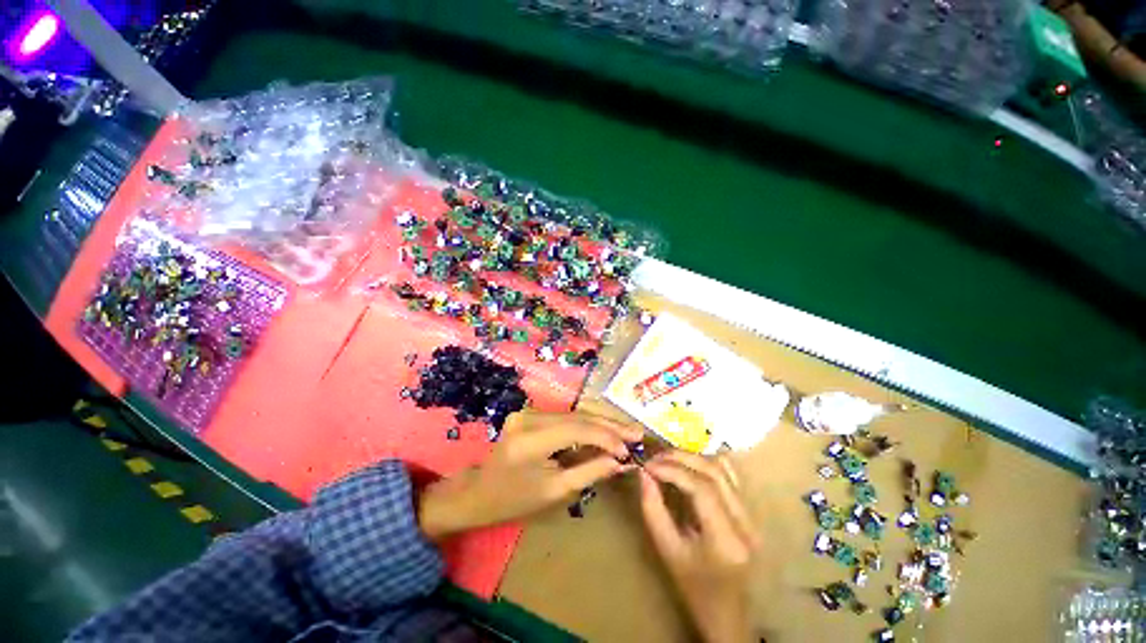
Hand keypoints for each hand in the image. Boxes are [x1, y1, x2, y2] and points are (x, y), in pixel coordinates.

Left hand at [418, 410, 642, 540]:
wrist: (478, 491)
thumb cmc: (514, 499)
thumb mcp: (554, 492)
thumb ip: (589, 472)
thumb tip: (620, 461)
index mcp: (531, 439)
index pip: (578, 429)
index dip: (607, 437)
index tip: (630, 450)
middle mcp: (530, 417)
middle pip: (579, 416)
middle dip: (610, 425)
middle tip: (637, 433)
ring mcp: (530, 411)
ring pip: (575, 413)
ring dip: (602, 422)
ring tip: (627, 430)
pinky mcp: (532, 413)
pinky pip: (567, 416)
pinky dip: (588, 423)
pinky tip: (606, 428)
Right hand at [640, 451, 757, 642]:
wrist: (728, 615)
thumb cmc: (694, 589)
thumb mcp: (667, 551)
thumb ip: (653, 510)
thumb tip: (643, 474)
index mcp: (726, 540)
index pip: (701, 489)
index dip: (672, 470)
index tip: (647, 465)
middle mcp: (745, 523)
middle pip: (714, 473)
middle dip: (680, 459)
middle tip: (654, 458)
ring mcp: (752, 517)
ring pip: (723, 471)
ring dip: (692, 459)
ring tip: (667, 459)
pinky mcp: (750, 513)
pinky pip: (731, 478)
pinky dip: (708, 464)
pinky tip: (689, 464)